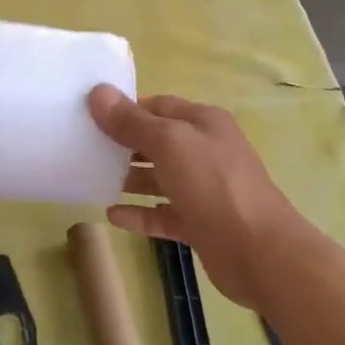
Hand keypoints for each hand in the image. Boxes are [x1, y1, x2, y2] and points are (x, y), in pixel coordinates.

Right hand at [88, 87, 304, 310]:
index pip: (158, 106)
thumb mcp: (170, 144)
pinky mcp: (200, 223)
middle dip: (124, 143)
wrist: (260, 253)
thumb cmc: (214, 185)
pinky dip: (140, 213)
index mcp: (203, 123)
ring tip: (92, 179)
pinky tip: (112, 216)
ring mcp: (204, 189)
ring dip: (129, 179)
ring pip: (160, 178)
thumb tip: (98, 92)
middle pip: (158, 141)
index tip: (90, 113)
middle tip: (84, 147)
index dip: (126, 108)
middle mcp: (205, 151)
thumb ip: (132, 121)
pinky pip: (163, 213)